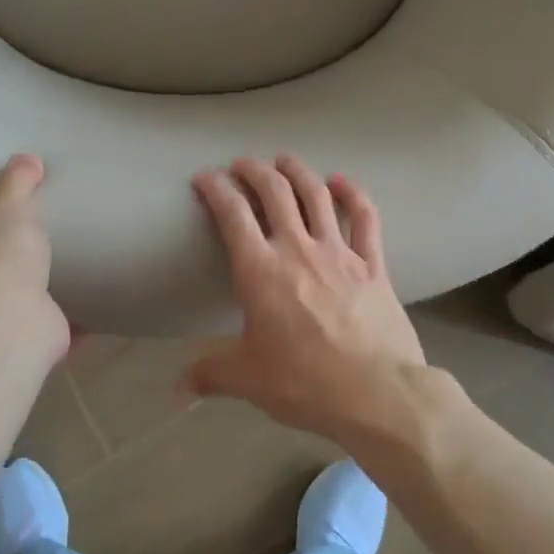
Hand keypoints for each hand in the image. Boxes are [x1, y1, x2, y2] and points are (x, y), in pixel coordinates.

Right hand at [185, 155, 429, 451]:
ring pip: (316, 195)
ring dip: (297, 171)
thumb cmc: (305, 384)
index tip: (205, 178)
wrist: (377, 394)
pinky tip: (342, 180)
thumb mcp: (248, 380)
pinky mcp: (373, 263)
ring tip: (284, 159)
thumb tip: (176, 393)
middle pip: (274, 191)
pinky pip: (365, 218)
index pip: (231, 213)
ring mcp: (339, 252)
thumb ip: (209, 375)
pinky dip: (353, 194)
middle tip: (242, 164)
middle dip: (254, 170)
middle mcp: (297, 249)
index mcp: (260, 271)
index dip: (215, 188)